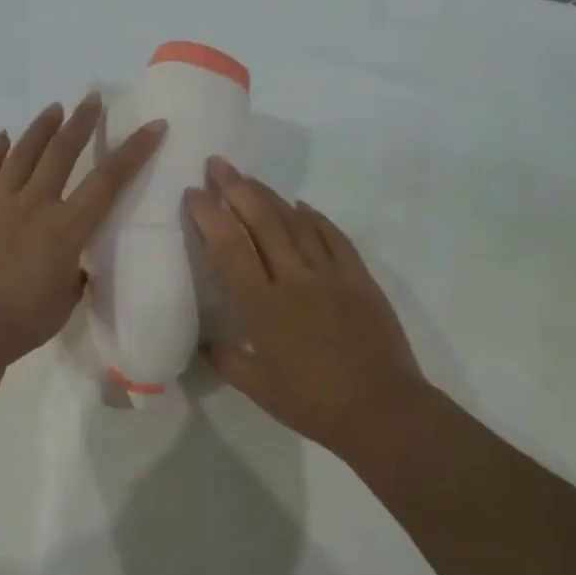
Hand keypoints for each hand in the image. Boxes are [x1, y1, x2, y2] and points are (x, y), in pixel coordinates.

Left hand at [0, 95, 165, 362]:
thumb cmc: (22, 322)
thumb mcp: (65, 302)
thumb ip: (74, 276)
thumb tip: (73, 265)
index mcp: (66, 229)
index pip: (108, 181)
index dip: (134, 151)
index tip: (153, 126)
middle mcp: (34, 205)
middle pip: (61, 153)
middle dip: (81, 123)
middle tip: (91, 99)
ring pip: (21, 154)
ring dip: (40, 129)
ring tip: (53, 109)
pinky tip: (2, 137)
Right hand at [189, 158, 429, 461]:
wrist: (382, 410)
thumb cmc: (313, 404)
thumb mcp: (258, 389)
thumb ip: (226, 360)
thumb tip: (202, 341)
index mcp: (262, 308)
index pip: (229, 249)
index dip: (209, 216)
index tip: (193, 193)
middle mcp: (293, 280)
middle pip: (262, 222)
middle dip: (236, 188)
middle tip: (217, 164)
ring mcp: (330, 275)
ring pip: (296, 222)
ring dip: (270, 196)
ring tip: (249, 178)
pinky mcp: (359, 278)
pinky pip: (334, 237)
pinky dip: (315, 217)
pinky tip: (302, 205)